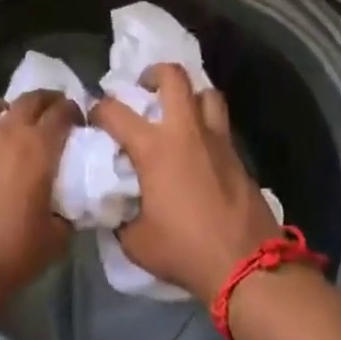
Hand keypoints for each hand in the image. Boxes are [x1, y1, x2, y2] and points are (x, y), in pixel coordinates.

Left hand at [0, 90, 78, 294]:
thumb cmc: (13, 252)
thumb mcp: (56, 237)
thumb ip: (67, 213)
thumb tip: (68, 207)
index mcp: (37, 148)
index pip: (61, 113)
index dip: (72, 111)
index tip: (77, 120)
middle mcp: (4, 134)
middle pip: (28, 100)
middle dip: (45, 100)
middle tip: (52, 112)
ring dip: (2, 108)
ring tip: (7, 123)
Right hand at [91, 65, 283, 303]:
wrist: (246, 265)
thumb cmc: (185, 250)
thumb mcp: (135, 241)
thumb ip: (120, 217)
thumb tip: (114, 209)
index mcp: (154, 148)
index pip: (115, 111)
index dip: (98, 109)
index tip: (94, 119)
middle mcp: (185, 132)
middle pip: (173, 76)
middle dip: (153, 74)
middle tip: (144, 89)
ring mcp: (217, 139)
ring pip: (207, 92)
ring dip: (190, 94)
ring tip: (178, 111)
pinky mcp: (238, 155)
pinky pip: (220, 123)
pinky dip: (206, 123)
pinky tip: (198, 147)